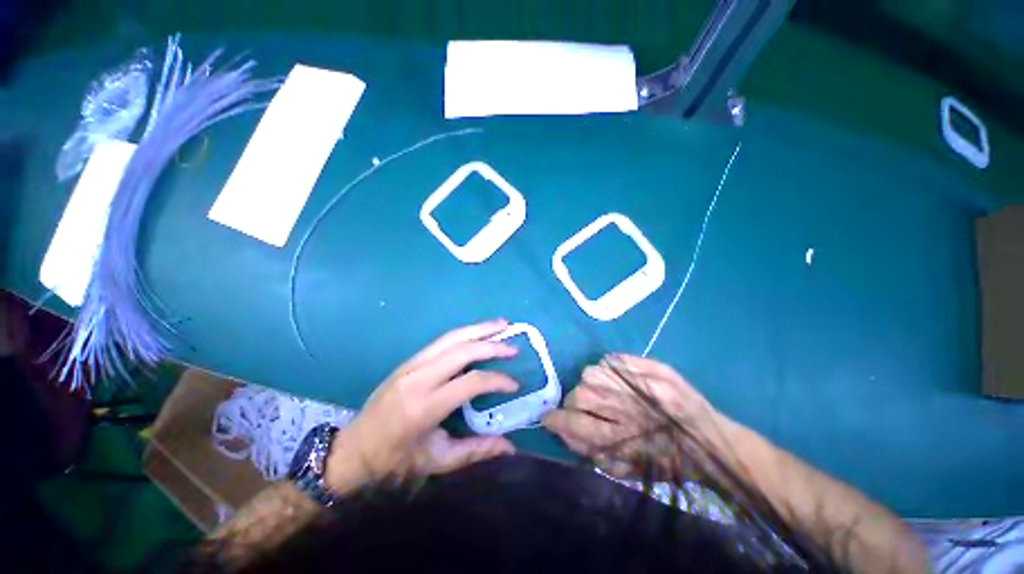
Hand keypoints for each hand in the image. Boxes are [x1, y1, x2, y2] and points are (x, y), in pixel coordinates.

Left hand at [325, 319, 519, 491]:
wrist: (354, 448)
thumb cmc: (395, 460)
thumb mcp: (437, 461)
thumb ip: (476, 450)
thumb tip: (511, 446)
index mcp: (426, 406)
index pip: (472, 382)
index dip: (498, 380)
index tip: (514, 385)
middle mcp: (420, 377)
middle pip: (463, 350)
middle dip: (493, 345)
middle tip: (514, 347)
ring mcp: (412, 364)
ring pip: (452, 337)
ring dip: (480, 329)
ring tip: (502, 324)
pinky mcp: (410, 360)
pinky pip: (443, 340)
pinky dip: (465, 333)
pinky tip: (478, 332)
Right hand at [543, 354, 720, 478]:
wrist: (712, 443)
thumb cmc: (667, 463)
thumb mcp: (627, 470)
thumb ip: (591, 452)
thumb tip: (561, 430)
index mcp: (626, 441)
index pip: (578, 426)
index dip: (558, 421)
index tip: (549, 418)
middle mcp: (632, 409)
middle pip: (582, 394)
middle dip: (574, 401)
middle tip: (582, 406)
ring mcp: (645, 384)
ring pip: (592, 372)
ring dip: (591, 383)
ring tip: (602, 392)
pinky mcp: (656, 368)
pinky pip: (612, 359)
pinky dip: (607, 368)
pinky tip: (616, 380)